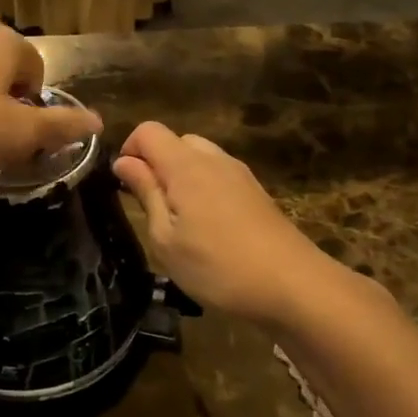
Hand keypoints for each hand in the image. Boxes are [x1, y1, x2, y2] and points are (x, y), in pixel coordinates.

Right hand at [113, 121, 344, 325]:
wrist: (293, 285)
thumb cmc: (217, 266)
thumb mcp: (165, 238)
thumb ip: (146, 193)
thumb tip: (124, 162)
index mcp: (185, 165)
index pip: (147, 131)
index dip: (129, 150)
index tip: (125, 186)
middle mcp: (214, 159)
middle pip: (175, 141)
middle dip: (156, 164)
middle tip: (151, 207)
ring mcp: (239, 173)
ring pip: (199, 157)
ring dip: (181, 177)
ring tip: (179, 220)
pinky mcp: (256, 191)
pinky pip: (219, 175)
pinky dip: (204, 188)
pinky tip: (209, 228)